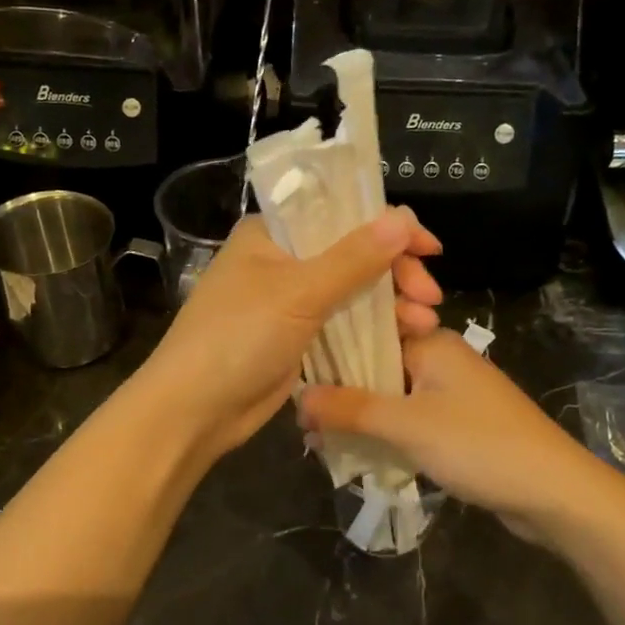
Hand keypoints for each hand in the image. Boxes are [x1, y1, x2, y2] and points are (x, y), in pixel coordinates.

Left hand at [138, 206, 442, 462]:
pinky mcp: (297, 337)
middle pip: (353, 253)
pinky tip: (405, 338)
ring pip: (353, 291)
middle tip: (430, 297)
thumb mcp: (298, 293)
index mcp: (271, 234)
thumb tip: (402, 219)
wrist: (194, 410)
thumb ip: (353, 258)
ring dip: (391, 304)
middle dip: (396, 273)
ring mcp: (290, 301)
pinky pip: (344, 323)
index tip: (429, 248)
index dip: (388, 226)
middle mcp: (281, 260)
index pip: (340, 213)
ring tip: (425, 325)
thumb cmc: (238, 338)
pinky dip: (374, 328)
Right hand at [297, 330, 598, 527]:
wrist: (555, 493)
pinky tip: (357, 452)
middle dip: (341, 391)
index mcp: (431, 342)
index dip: (330, 352)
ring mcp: (452, 393)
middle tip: (302, 419)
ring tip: (319, 439)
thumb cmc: (481, 445)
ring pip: (392, 396)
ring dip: (360, 416)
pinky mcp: (459, 424)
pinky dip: (385, 433)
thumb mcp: (409, 426)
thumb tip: (298, 398)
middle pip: (377, 365)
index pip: (368, 330)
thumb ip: (352, 409)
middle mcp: (440, 359)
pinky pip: (410, 420)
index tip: (296, 375)